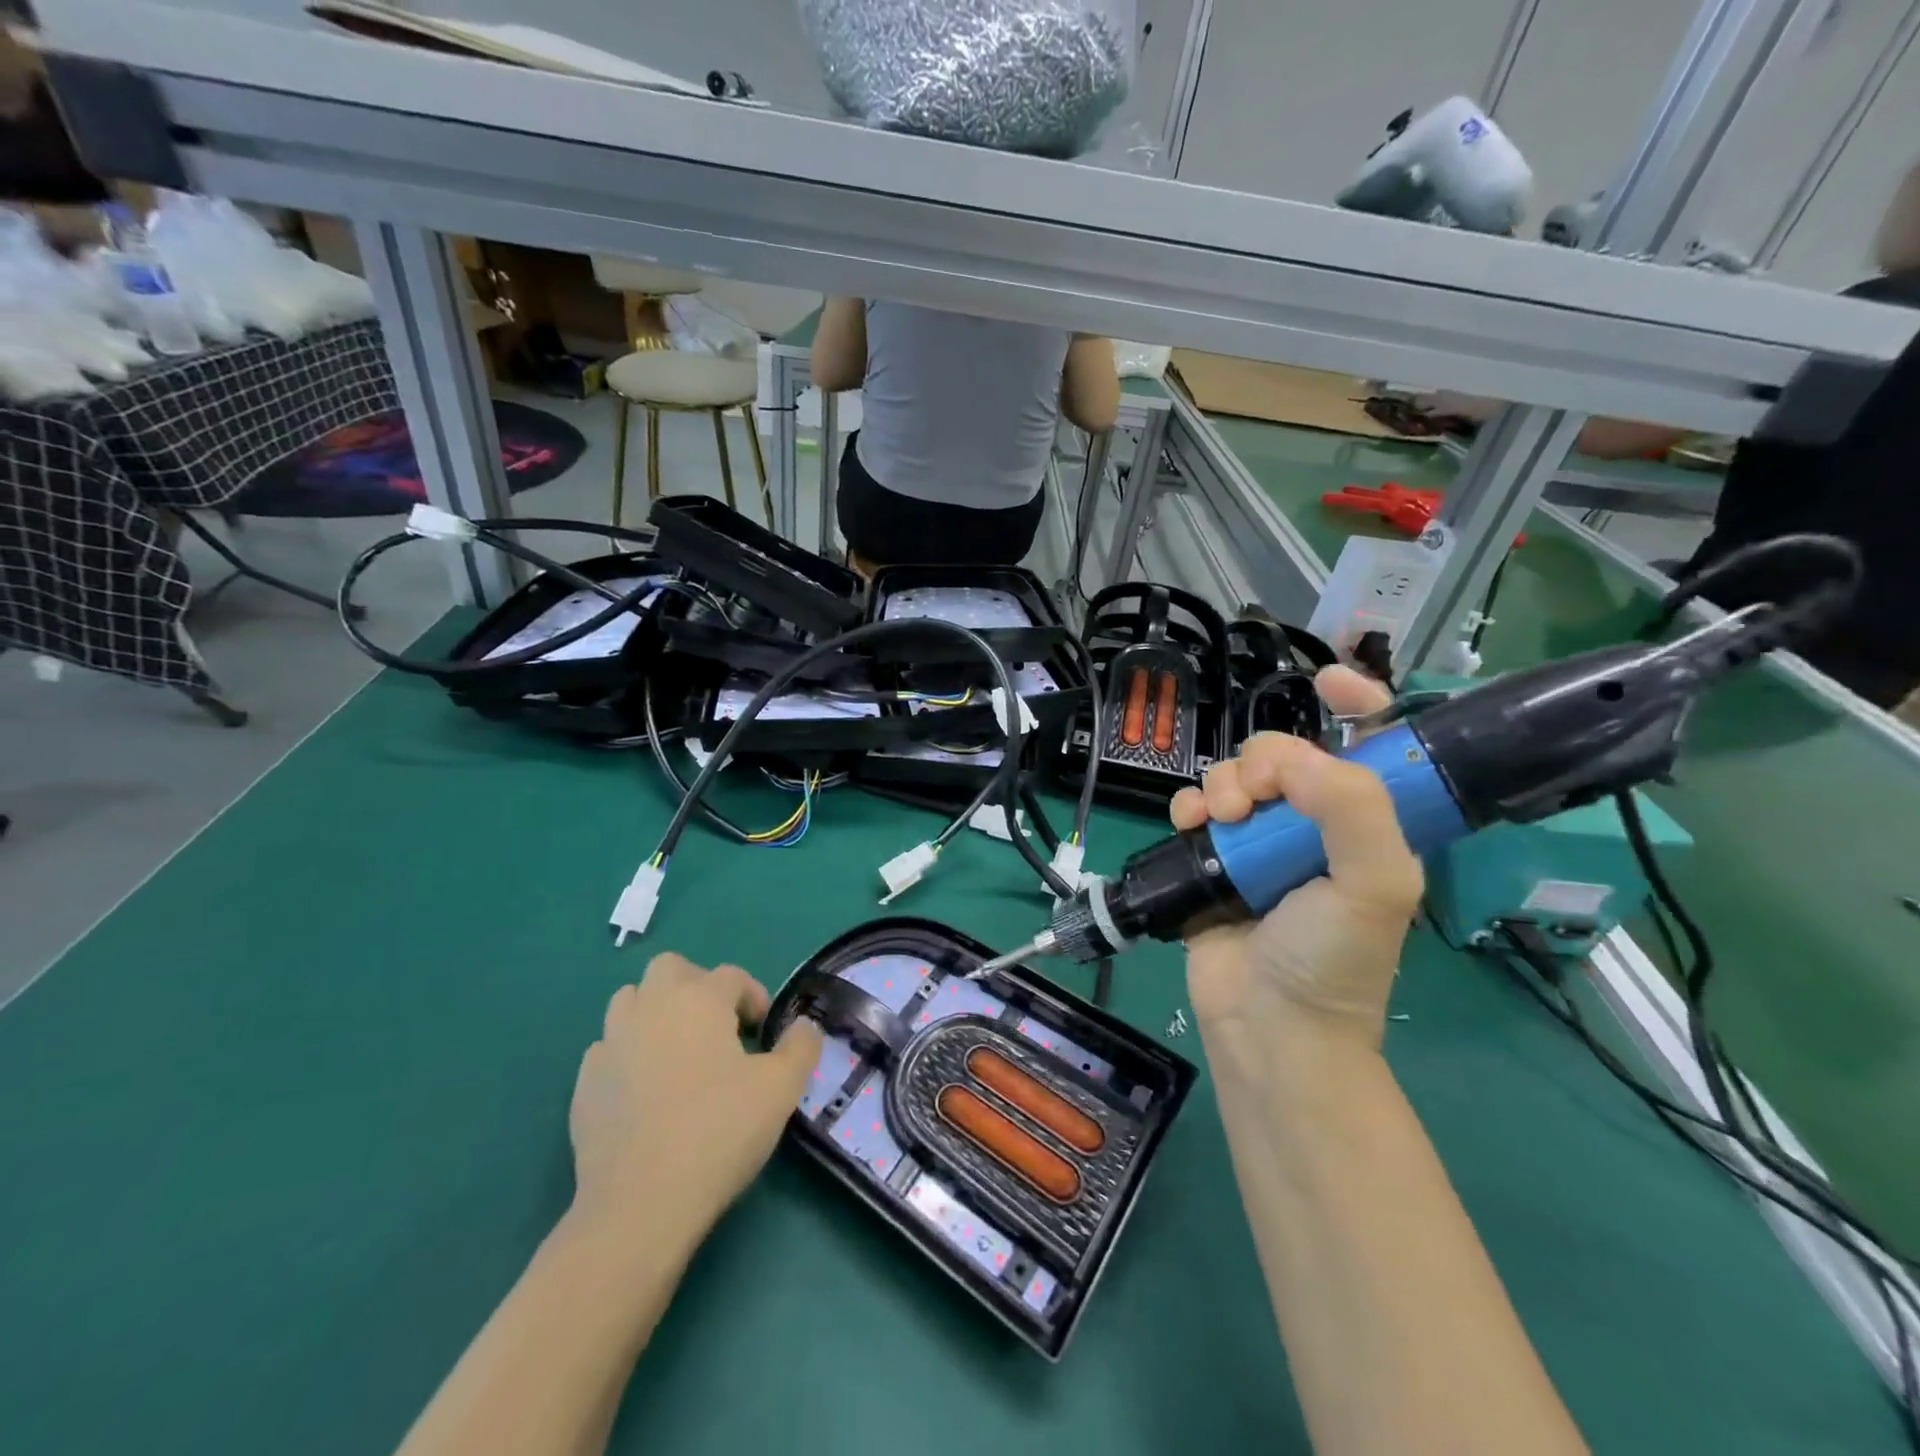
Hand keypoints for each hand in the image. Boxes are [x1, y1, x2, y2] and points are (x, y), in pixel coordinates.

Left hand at [567, 954, 822, 1246]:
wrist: (640, 1205)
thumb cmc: (719, 1132)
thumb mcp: (781, 1088)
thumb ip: (801, 1046)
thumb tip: (803, 1027)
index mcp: (698, 999)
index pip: (731, 975)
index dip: (753, 997)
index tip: (764, 1033)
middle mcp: (650, 1007)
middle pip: (671, 968)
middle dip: (697, 986)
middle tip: (719, 1027)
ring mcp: (610, 1044)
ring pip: (631, 1002)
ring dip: (657, 1013)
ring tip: (680, 1054)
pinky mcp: (584, 1084)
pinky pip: (609, 1049)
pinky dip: (629, 1055)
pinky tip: (646, 1092)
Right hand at [1169, 667, 1422, 1047]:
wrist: (1268, 1026)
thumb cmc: (1333, 959)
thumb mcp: (1374, 884)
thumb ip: (1350, 808)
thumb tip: (1287, 758)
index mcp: (1365, 826)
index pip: (1372, 748)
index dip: (1358, 704)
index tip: (1327, 680)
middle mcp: (1312, 827)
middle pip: (1283, 754)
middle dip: (1263, 762)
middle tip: (1253, 800)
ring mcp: (1259, 843)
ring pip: (1235, 777)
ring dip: (1222, 784)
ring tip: (1219, 820)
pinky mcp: (1213, 860)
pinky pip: (1196, 807)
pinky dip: (1188, 805)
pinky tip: (1189, 823)